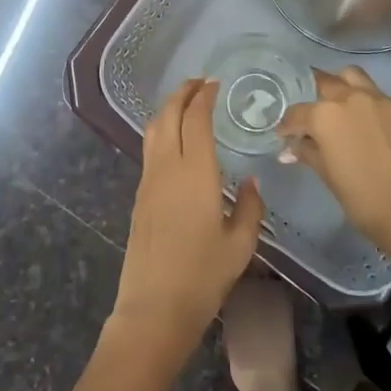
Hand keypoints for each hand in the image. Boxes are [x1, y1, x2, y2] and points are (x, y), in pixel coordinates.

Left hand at [112, 80, 265, 347]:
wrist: (153, 308)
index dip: (204, 96)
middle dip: (183, 92)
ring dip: (168, 108)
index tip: (215, 82)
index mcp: (196, 173)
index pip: (197, 119)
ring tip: (186, 102)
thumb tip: (252, 181)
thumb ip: (250, 208)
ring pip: (154, 129)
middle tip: (200, 82)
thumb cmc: (202, 277)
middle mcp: (168, 167)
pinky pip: (149, 148)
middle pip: (169, 115)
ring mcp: (148, 180)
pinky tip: (174, 139)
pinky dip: (161, 130)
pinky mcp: (139, 195)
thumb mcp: (240, 245)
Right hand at [278, 67, 390, 249]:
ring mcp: (380, 99)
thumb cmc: (361, 197)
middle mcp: (350, 98)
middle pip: (325, 82)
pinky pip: (382, 98)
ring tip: (342, 105)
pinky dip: (372, 107)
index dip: (288, 125)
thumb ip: (306, 152)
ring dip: (343, 85)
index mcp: (324, 115)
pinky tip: (374, 127)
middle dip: (314, 95)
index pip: (297, 113)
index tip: (285, 134)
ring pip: (354, 77)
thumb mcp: (326, 174)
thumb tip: (289, 149)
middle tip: (314, 114)